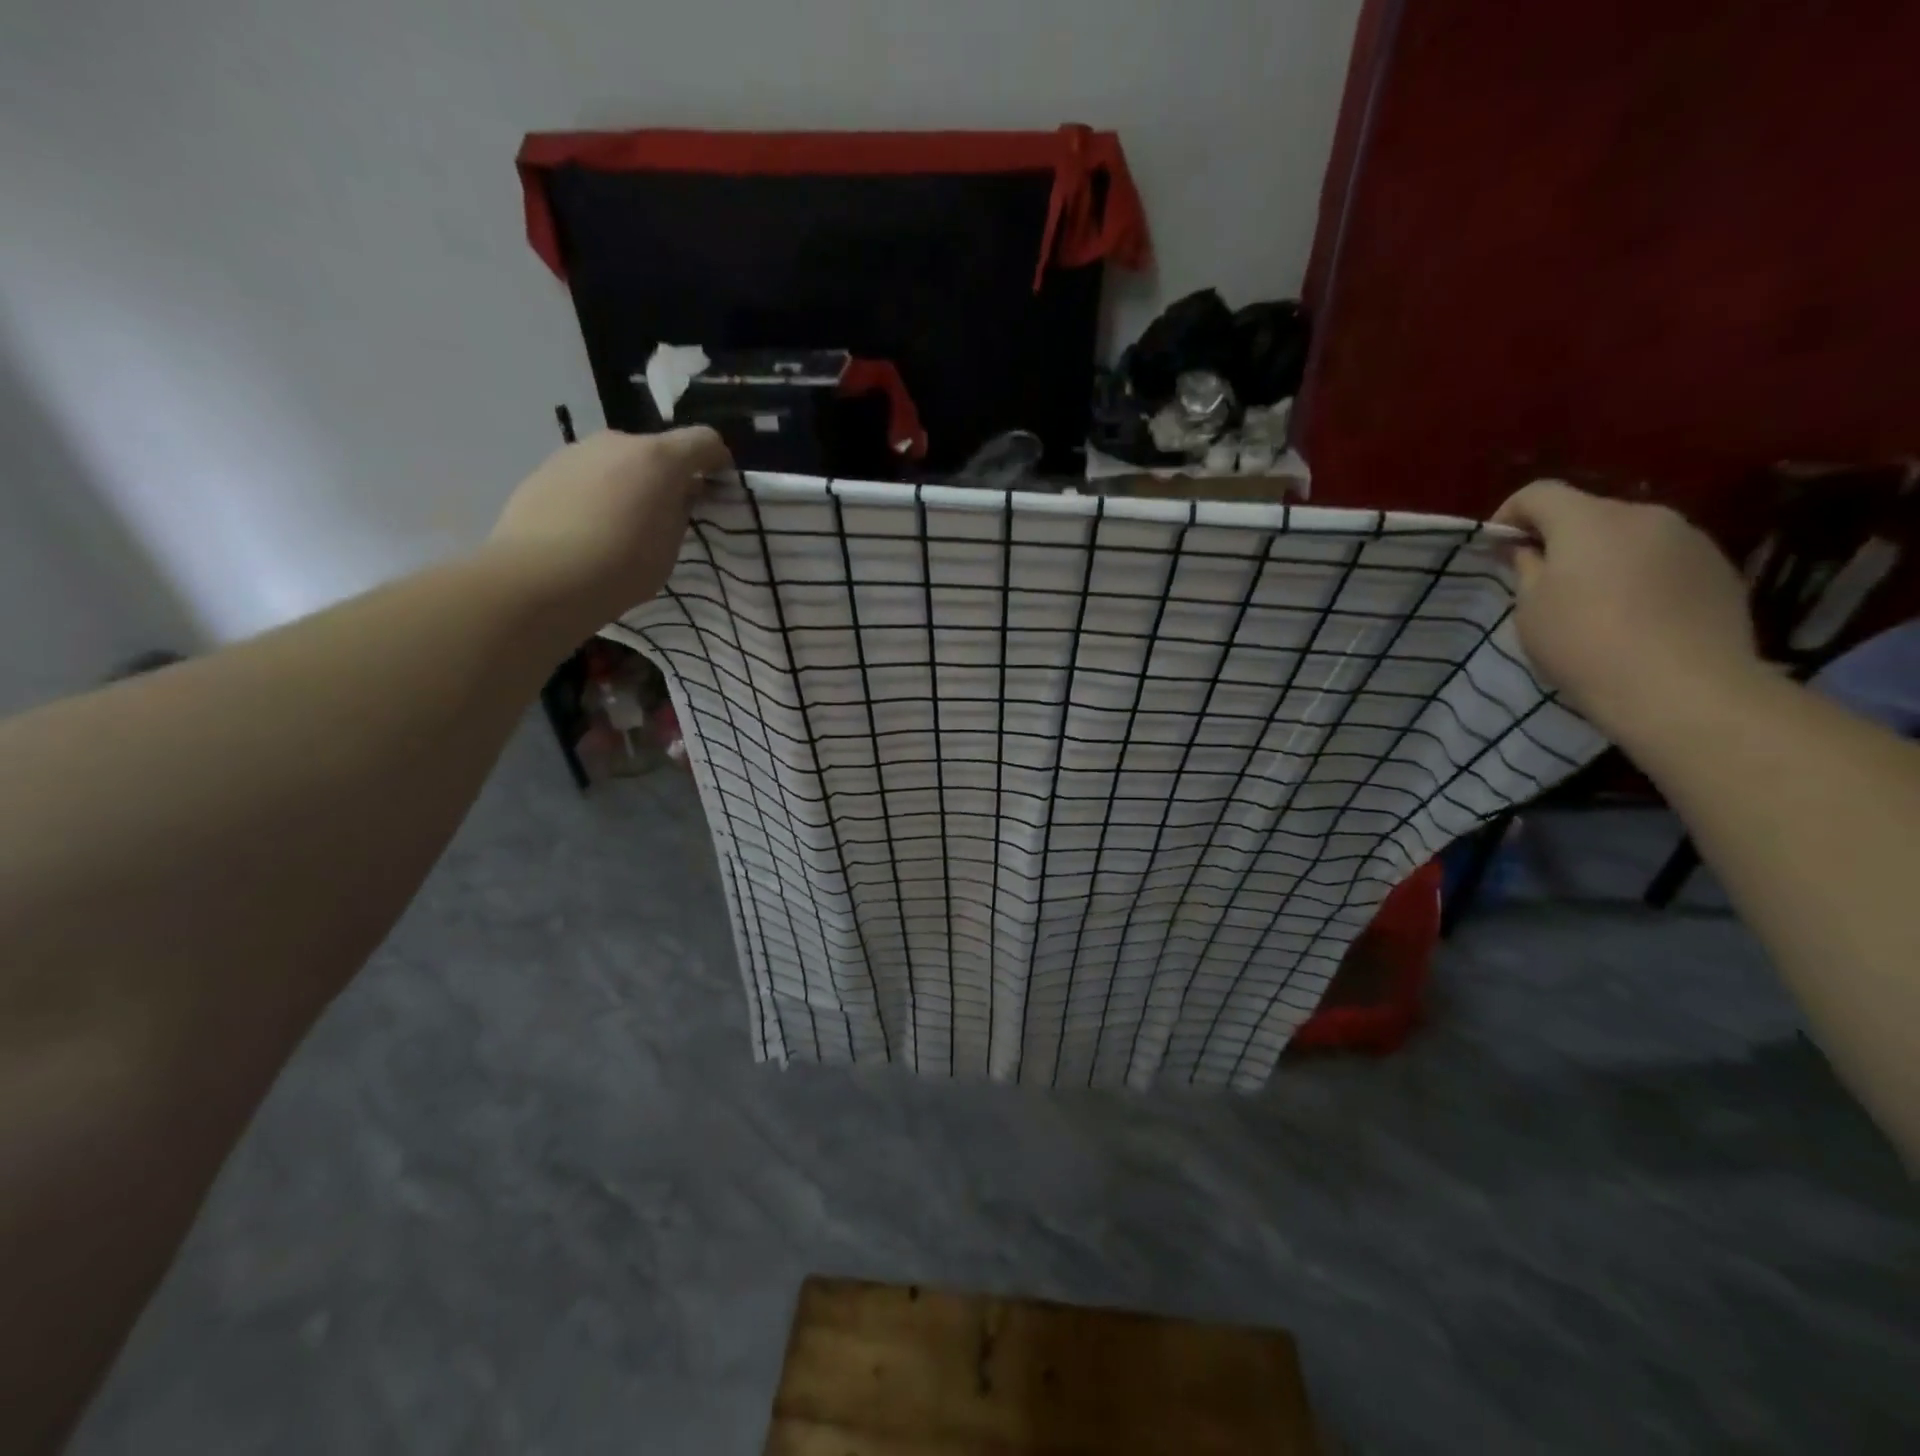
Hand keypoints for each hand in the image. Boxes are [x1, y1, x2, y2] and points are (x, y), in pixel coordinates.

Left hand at [488, 427, 731, 625]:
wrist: (540, 578)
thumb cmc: (621, 567)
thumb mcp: (669, 547)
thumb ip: (680, 511)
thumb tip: (681, 491)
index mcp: (658, 459)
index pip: (704, 441)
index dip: (718, 460)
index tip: (718, 486)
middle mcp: (618, 442)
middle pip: (656, 449)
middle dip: (668, 475)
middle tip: (667, 514)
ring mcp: (577, 452)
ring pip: (618, 461)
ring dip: (630, 482)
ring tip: (623, 524)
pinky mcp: (545, 469)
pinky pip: (587, 475)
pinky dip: (598, 492)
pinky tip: (588, 528)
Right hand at [1493, 480, 1757, 740]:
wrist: (1682, 687)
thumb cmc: (1584, 644)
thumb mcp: (1531, 609)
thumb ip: (1526, 568)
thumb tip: (1528, 549)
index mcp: (1590, 520)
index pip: (1539, 493)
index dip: (1510, 514)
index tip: (1498, 548)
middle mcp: (1645, 515)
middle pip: (1589, 512)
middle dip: (1560, 538)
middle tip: (1540, 580)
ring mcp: (1691, 539)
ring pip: (1630, 536)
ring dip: (1603, 556)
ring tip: (1591, 602)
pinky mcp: (1719, 568)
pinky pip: (1664, 559)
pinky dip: (1639, 575)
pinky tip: (1634, 615)